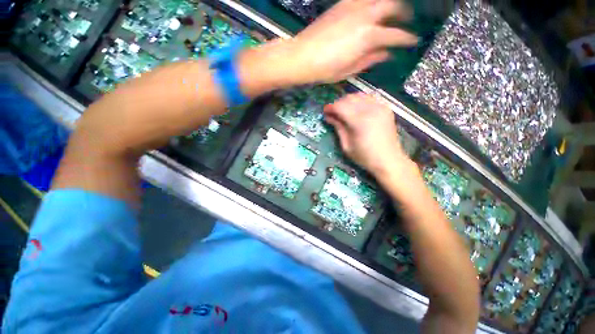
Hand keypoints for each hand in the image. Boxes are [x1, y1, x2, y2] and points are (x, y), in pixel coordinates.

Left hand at [289, 0, 416, 83]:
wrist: (302, 56)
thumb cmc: (326, 69)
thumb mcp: (350, 70)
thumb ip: (370, 59)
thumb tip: (387, 54)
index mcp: (368, 36)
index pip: (395, 35)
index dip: (407, 39)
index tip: (413, 41)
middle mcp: (365, 15)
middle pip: (393, 7)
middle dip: (404, 13)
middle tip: (407, 21)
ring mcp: (353, 6)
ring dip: (391, 3)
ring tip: (393, 11)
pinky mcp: (342, 3)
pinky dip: (373, 1)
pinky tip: (373, 7)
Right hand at [324, 93, 411, 176]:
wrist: (389, 160)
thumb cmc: (365, 157)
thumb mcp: (346, 145)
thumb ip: (338, 128)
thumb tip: (329, 117)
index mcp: (359, 121)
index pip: (340, 107)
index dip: (330, 108)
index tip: (324, 112)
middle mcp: (370, 109)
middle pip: (349, 98)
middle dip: (338, 104)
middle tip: (333, 113)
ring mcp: (380, 107)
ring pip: (359, 96)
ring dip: (348, 101)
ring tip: (343, 111)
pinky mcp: (386, 108)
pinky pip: (369, 98)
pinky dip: (360, 101)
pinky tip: (356, 109)